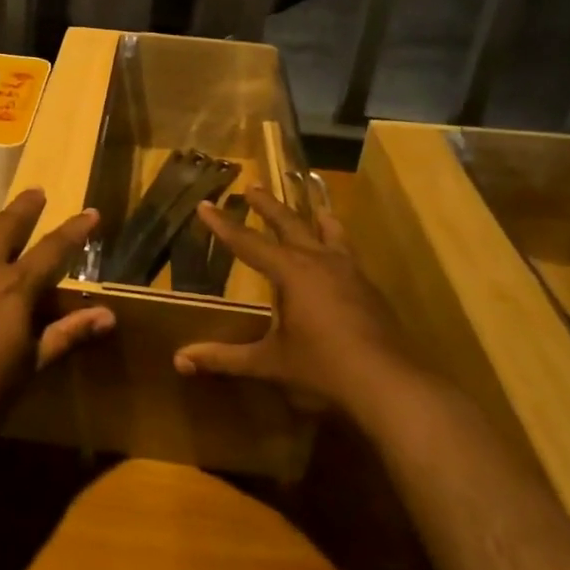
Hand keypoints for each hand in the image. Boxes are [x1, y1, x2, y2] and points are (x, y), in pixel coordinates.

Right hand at [173, 188, 410, 419]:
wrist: (388, 382)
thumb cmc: (322, 368)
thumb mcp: (269, 363)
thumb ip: (225, 358)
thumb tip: (180, 360)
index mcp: (290, 272)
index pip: (247, 242)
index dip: (223, 225)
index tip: (204, 205)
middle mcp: (319, 261)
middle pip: (289, 223)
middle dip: (267, 206)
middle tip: (252, 187)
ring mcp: (349, 271)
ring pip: (329, 231)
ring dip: (313, 216)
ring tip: (312, 206)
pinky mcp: (369, 287)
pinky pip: (348, 252)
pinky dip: (337, 242)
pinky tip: (339, 255)